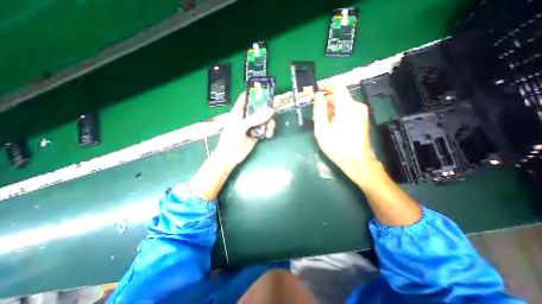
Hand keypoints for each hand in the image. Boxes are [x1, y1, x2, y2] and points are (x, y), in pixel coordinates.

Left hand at [190, 94, 275, 200]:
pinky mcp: (256, 134)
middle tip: (275, 108)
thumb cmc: (231, 139)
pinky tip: (268, 135)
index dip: (254, 92)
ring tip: (270, 128)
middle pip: (258, 108)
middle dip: (266, 107)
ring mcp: (252, 126)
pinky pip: (265, 128)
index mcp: (238, 111)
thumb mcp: (241, 126)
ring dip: (269, 121)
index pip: (245, 97)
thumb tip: (271, 111)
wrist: (230, 157)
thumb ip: (255, 118)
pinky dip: (269, 130)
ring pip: (264, 118)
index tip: (264, 91)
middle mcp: (246, 117)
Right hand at [314, 83, 378, 187]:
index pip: (337, 85)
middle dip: (326, 101)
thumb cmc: (337, 147)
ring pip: (343, 103)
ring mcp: (361, 111)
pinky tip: (332, 125)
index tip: (315, 91)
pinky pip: (347, 109)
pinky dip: (338, 112)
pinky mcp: (362, 117)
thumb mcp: (322, 129)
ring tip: (323, 122)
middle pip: (339, 95)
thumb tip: (318, 95)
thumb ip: (319, 110)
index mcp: (347, 106)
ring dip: (331, 108)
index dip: (325, 85)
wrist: (356, 161)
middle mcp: (356, 105)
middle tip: (316, 114)